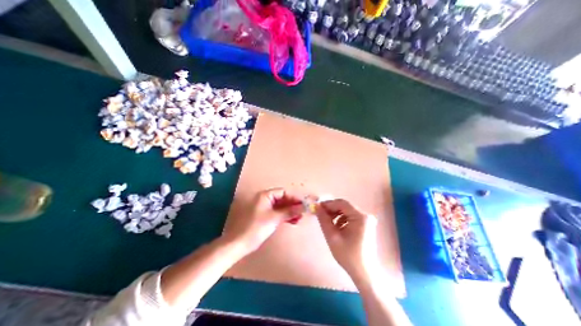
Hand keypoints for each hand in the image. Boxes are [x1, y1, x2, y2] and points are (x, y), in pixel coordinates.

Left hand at [223, 188, 304, 254]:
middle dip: (292, 205)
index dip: (294, 198)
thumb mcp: (275, 218)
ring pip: (280, 206)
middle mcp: (265, 199)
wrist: (240, 243)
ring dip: (289, 211)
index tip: (303, 205)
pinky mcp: (264, 216)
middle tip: (302, 213)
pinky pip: (277, 213)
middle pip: (282, 199)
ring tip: (298, 219)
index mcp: (265, 195)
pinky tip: (292, 221)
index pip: (283, 192)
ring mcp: (264, 208)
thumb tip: (303, 207)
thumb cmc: (257, 227)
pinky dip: (284, 216)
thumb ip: (290, 211)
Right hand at [316, 199, 378, 281]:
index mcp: (360, 217)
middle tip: (320, 215)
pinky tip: (336, 228)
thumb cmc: (348, 256)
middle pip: (345, 206)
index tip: (317, 207)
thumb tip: (317, 206)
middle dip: (331, 209)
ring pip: (347, 211)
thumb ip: (323, 220)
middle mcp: (365, 215)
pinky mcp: (365, 225)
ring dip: (336, 214)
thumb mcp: (332, 237)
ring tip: (328, 223)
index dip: (328, 204)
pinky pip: (350, 217)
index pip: (342, 203)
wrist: (365, 273)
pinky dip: (341, 219)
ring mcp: (366, 220)